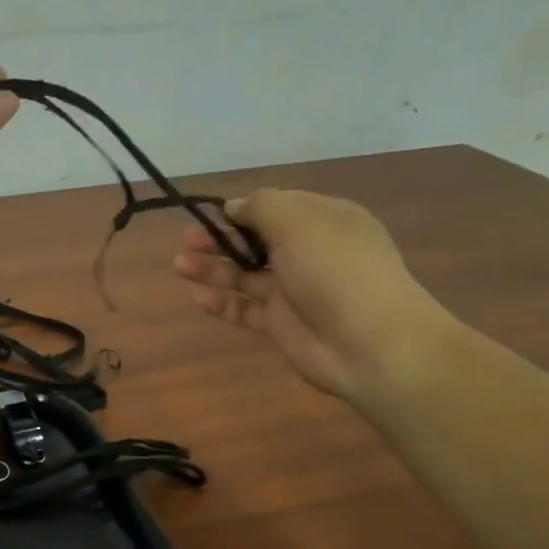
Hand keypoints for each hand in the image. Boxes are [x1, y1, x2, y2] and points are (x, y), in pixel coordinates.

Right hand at [172, 188, 459, 402]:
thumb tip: (233, 207)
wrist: (369, 342)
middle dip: (221, 239)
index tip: (213, 214)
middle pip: (256, 241)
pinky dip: (222, 302)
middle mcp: (309, 252)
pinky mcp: (281, 324)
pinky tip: (198, 297)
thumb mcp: (298, 221)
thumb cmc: (335, 270)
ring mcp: (294, 290)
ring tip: (179, 265)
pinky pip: (245, 309)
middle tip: (188, 240)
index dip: (244, 208)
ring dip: (213, 268)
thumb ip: (260, 207)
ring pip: (245, 275)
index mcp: (324, 220)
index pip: (278, 207)